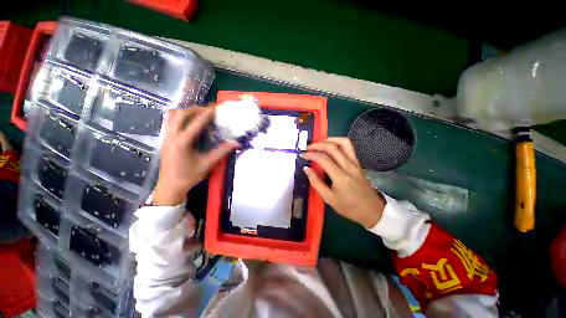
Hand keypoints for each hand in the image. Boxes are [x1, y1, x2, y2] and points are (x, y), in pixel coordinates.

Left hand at [153, 107, 237, 205]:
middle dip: (195, 109)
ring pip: (172, 117)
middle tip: (207, 110)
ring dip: (185, 112)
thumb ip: (221, 152)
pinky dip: (178, 117)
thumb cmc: (189, 176)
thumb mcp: (207, 163)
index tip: (215, 108)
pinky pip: (169, 122)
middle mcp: (172, 136)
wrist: (170, 187)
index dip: (207, 114)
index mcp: (183, 142)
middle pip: (181, 114)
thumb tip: (236, 144)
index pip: (196, 122)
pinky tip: (187, 122)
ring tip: (198, 113)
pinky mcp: (164, 140)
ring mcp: (166, 137)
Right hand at [302, 137, 384, 227]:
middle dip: (317, 144)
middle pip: (332, 147)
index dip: (311, 154)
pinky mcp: (357, 162)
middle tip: (308, 148)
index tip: (303, 155)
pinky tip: (330, 147)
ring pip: (343, 142)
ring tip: (319, 144)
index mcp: (340, 177)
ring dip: (329, 140)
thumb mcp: (329, 198)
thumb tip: (306, 169)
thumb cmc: (349, 207)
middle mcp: (348, 166)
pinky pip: (348, 147)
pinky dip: (337, 142)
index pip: (323, 158)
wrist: (372, 210)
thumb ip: (316, 182)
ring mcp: (355, 162)